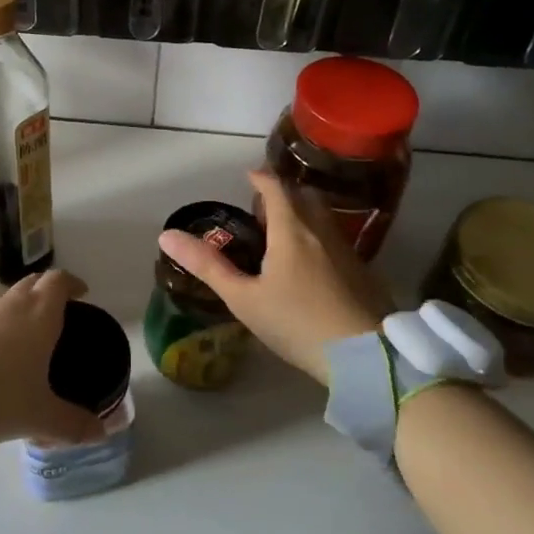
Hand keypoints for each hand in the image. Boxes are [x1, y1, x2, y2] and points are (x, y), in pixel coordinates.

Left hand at [0, 269, 108, 444]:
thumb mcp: (37, 416)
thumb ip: (71, 424)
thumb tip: (103, 431)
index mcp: (39, 315)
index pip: (59, 281)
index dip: (73, 283)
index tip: (83, 294)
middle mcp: (11, 305)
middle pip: (34, 282)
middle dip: (49, 292)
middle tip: (62, 315)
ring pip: (9, 300)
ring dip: (23, 310)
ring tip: (32, 340)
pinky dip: (0, 328)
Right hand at [159, 169, 393, 384]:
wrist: (366, 358)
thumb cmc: (297, 324)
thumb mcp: (244, 298)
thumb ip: (207, 266)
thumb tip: (167, 235)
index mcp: (291, 230)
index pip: (276, 188)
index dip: (260, 177)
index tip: (248, 175)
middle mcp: (321, 231)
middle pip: (304, 195)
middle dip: (284, 192)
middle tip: (264, 205)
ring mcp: (347, 251)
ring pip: (324, 216)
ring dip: (304, 212)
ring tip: (285, 231)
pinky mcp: (364, 272)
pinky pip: (337, 239)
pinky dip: (319, 235)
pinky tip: (313, 263)